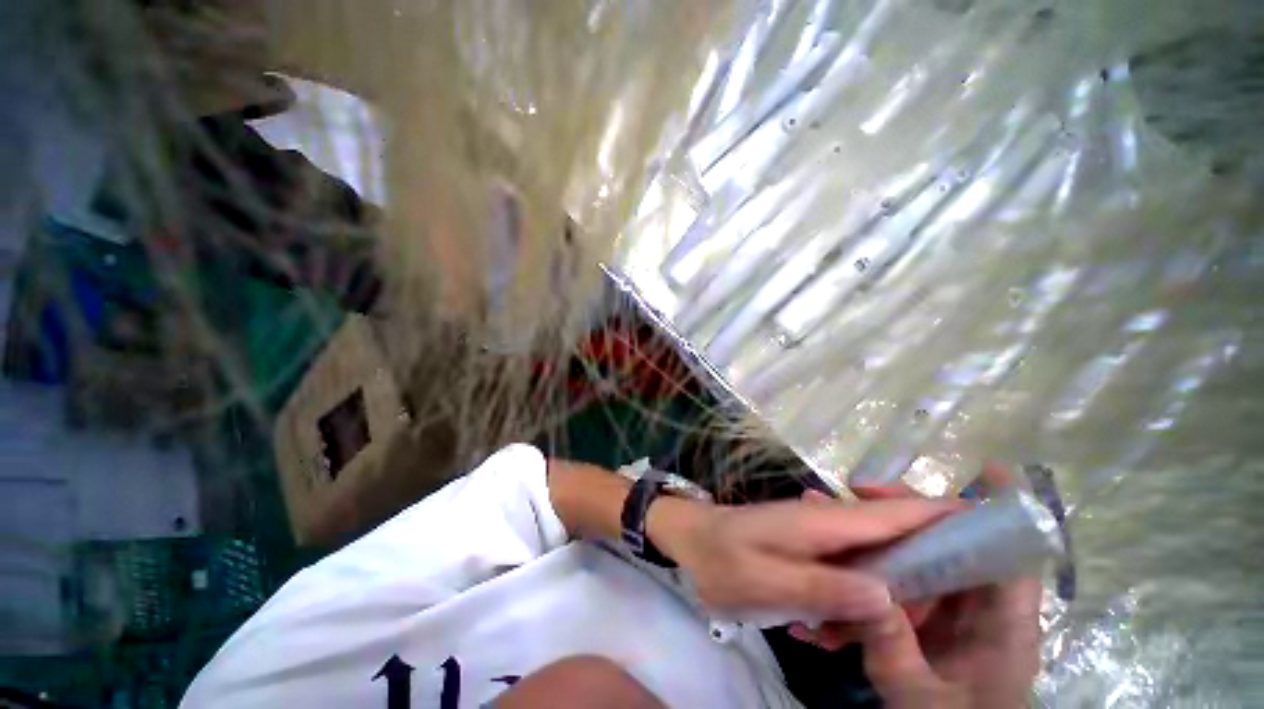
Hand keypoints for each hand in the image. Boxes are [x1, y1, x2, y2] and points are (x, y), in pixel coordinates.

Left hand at [647, 492, 960, 624]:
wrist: (690, 539)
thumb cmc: (720, 556)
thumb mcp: (764, 579)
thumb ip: (822, 586)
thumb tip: (886, 595)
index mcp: (823, 521)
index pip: (894, 512)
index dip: (942, 514)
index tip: (989, 526)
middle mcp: (828, 520)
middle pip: (896, 535)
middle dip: (922, 573)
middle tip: (927, 622)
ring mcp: (819, 533)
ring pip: (876, 557)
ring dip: (884, 595)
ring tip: (854, 636)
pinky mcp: (810, 546)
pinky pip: (850, 568)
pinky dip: (855, 596)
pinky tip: (828, 628)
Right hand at [857, 465, 1042, 708]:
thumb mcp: (921, 701)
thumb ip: (896, 651)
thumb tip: (866, 591)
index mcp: (1001, 625)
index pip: (1010, 556)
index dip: (1005, 510)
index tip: (984, 468)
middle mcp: (976, 606)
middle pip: (949, 541)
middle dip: (904, 511)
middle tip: (857, 489)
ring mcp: (946, 609)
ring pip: (915, 555)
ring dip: (872, 533)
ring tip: (825, 512)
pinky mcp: (921, 616)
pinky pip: (896, 579)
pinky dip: (865, 567)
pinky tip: (833, 554)